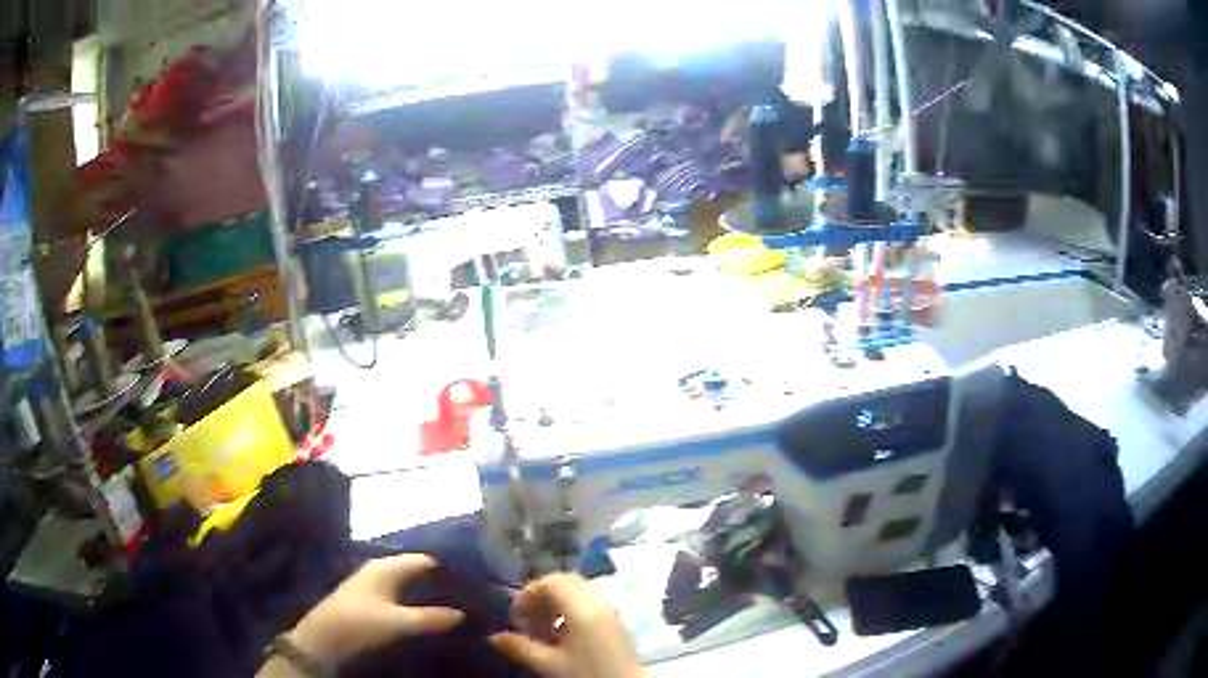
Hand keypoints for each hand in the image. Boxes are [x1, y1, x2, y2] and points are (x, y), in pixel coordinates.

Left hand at [288, 554, 464, 665]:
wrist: (323, 639)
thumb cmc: (360, 624)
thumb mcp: (399, 623)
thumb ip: (431, 618)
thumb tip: (462, 613)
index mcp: (386, 567)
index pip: (423, 559)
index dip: (446, 568)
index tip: (472, 581)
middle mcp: (378, 569)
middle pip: (414, 570)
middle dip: (437, 580)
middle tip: (466, 595)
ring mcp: (370, 584)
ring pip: (405, 582)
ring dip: (425, 591)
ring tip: (451, 604)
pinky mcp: (366, 599)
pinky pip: (397, 593)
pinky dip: (413, 599)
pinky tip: (424, 613)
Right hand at [489, 573, 646, 677]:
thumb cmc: (587, 675)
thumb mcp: (549, 665)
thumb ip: (520, 648)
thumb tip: (493, 637)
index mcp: (583, 608)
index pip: (552, 581)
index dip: (528, 593)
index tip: (514, 615)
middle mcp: (599, 603)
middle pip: (565, 583)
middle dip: (541, 598)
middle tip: (526, 622)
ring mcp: (610, 612)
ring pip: (577, 594)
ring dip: (554, 607)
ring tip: (541, 633)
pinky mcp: (615, 624)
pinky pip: (589, 605)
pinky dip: (570, 614)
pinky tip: (561, 638)